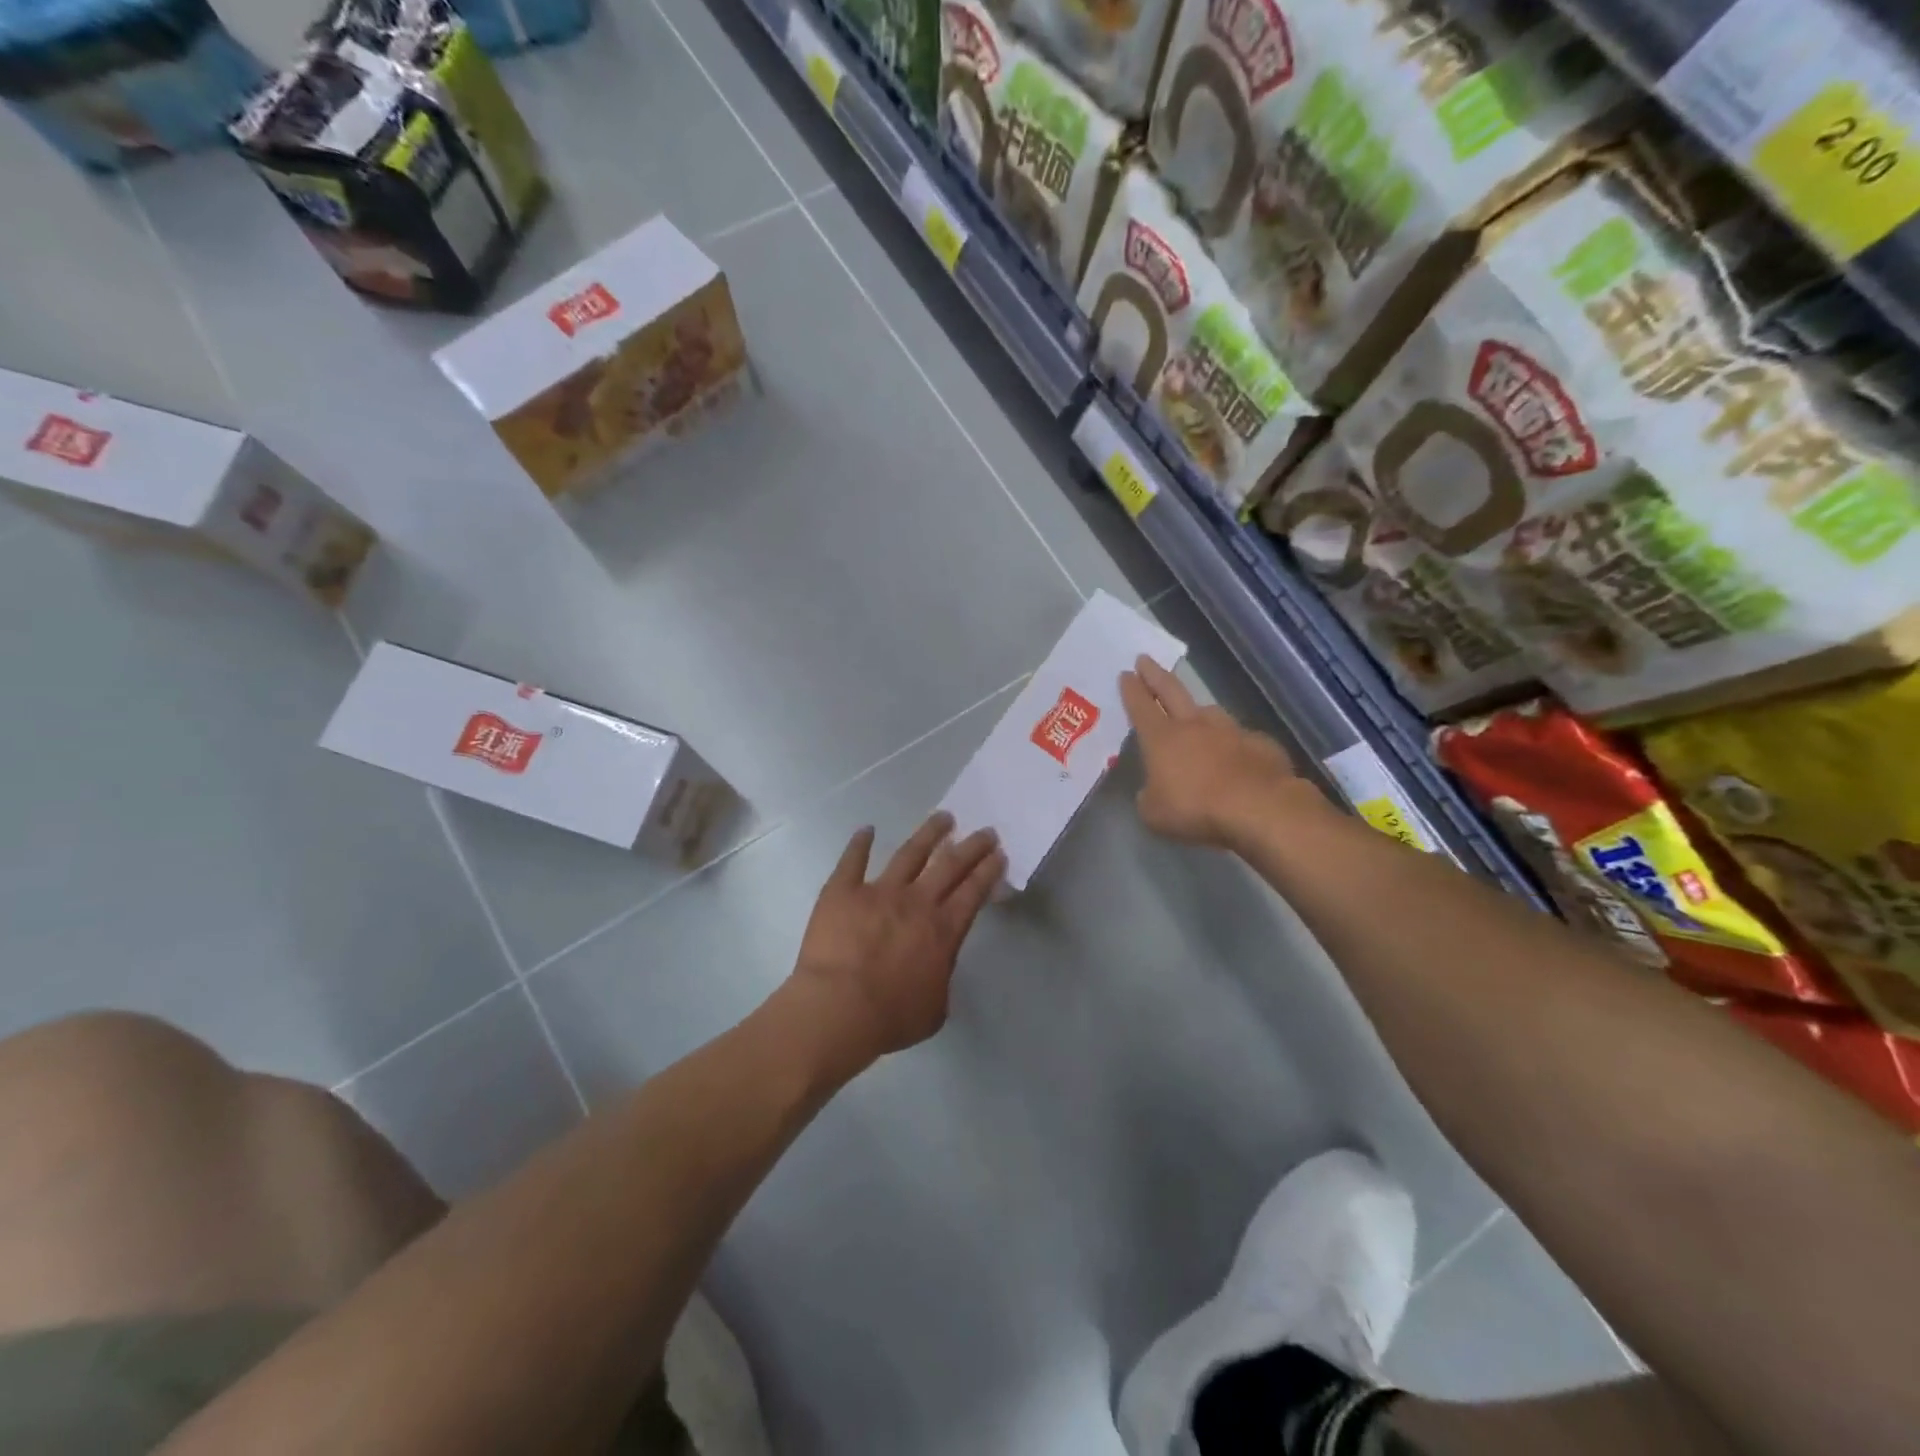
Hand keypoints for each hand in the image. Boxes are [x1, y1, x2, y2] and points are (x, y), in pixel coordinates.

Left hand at [789, 812, 1005, 1074]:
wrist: (837, 1009)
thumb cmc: (890, 1017)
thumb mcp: (934, 1010)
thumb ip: (940, 980)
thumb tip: (937, 965)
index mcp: (942, 930)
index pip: (973, 892)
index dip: (988, 870)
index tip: (998, 854)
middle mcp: (916, 902)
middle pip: (950, 865)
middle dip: (972, 846)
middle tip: (985, 831)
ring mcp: (878, 891)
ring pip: (910, 853)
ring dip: (929, 833)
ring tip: (943, 818)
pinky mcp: (843, 890)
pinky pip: (853, 860)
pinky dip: (860, 843)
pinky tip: (867, 830)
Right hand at [1120, 656, 1311, 848]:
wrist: (1259, 808)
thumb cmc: (1196, 809)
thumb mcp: (1154, 813)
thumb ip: (1149, 797)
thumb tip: (1154, 791)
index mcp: (1162, 738)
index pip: (1141, 706)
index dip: (1131, 690)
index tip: (1126, 674)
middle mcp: (1194, 725)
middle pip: (1171, 692)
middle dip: (1155, 675)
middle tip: (1145, 660)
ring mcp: (1230, 731)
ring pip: (1209, 712)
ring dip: (1197, 709)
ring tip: (1193, 712)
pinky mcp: (1260, 744)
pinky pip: (1241, 738)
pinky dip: (1234, 743)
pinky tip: (1236, 755)